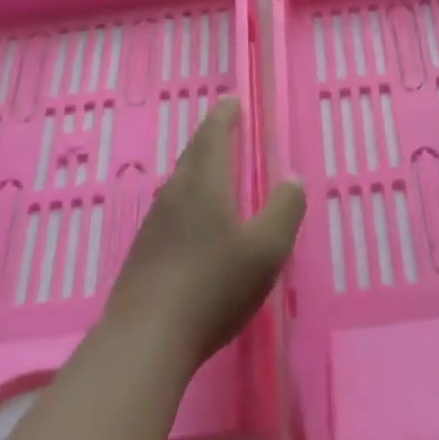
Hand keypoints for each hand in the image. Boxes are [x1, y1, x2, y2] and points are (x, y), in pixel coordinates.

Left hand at [105, 97, 305, 368]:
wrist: (145, 339)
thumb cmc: (213, 287)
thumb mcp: (265, 250)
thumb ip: (284, 210)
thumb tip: (293, 178)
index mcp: (204, 185)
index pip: (213, 137)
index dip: (224, 117)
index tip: (232, 101)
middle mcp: (175, 195)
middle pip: (192, 155)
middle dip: (210, 136)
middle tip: (224, 124)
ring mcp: (154, 224)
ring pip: (179, 181)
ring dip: (197, 166)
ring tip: (212, 166)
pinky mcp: (144, 252)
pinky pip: (171, 208)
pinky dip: (188, 196)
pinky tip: (193, 218)